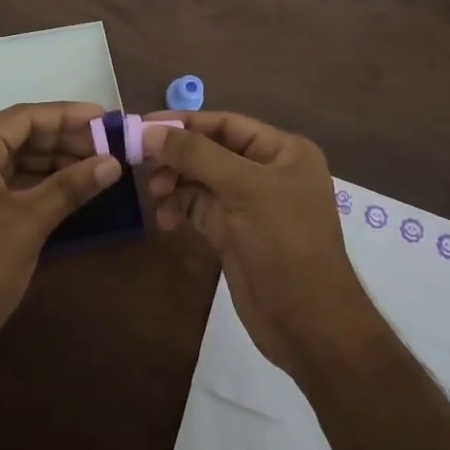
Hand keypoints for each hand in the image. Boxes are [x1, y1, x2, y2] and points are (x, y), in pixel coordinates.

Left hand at [0, 102, 119, 373]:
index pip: (22, 117)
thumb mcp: (29, 223)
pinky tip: (66, 190)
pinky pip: (3, 184)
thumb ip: (70, 187)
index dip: (66, 115)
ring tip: (93, 167)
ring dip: (50, 162)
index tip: (105, 118)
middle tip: (105, 146)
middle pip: (17, 136)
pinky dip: (34, 184)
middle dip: (62, 140)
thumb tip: (113, 162)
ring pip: (11, 161)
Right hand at [144, 111, 372, 375]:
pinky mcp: (232, 231)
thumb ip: (197, 155)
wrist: (308, 326)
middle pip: (209, 150)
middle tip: (142, 164)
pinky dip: (179, 208)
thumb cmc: (286, 244)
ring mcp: (248, 203)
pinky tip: (166, 220)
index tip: (142, 125)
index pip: (226, 123)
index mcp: (282, 151)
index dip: (185, 122)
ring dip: (174, 183)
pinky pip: (197, 207)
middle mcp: (266, 171)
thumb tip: (150, 131)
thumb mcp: (245, 190)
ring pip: (199, 179)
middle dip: (176, 156)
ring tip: (155, 196)